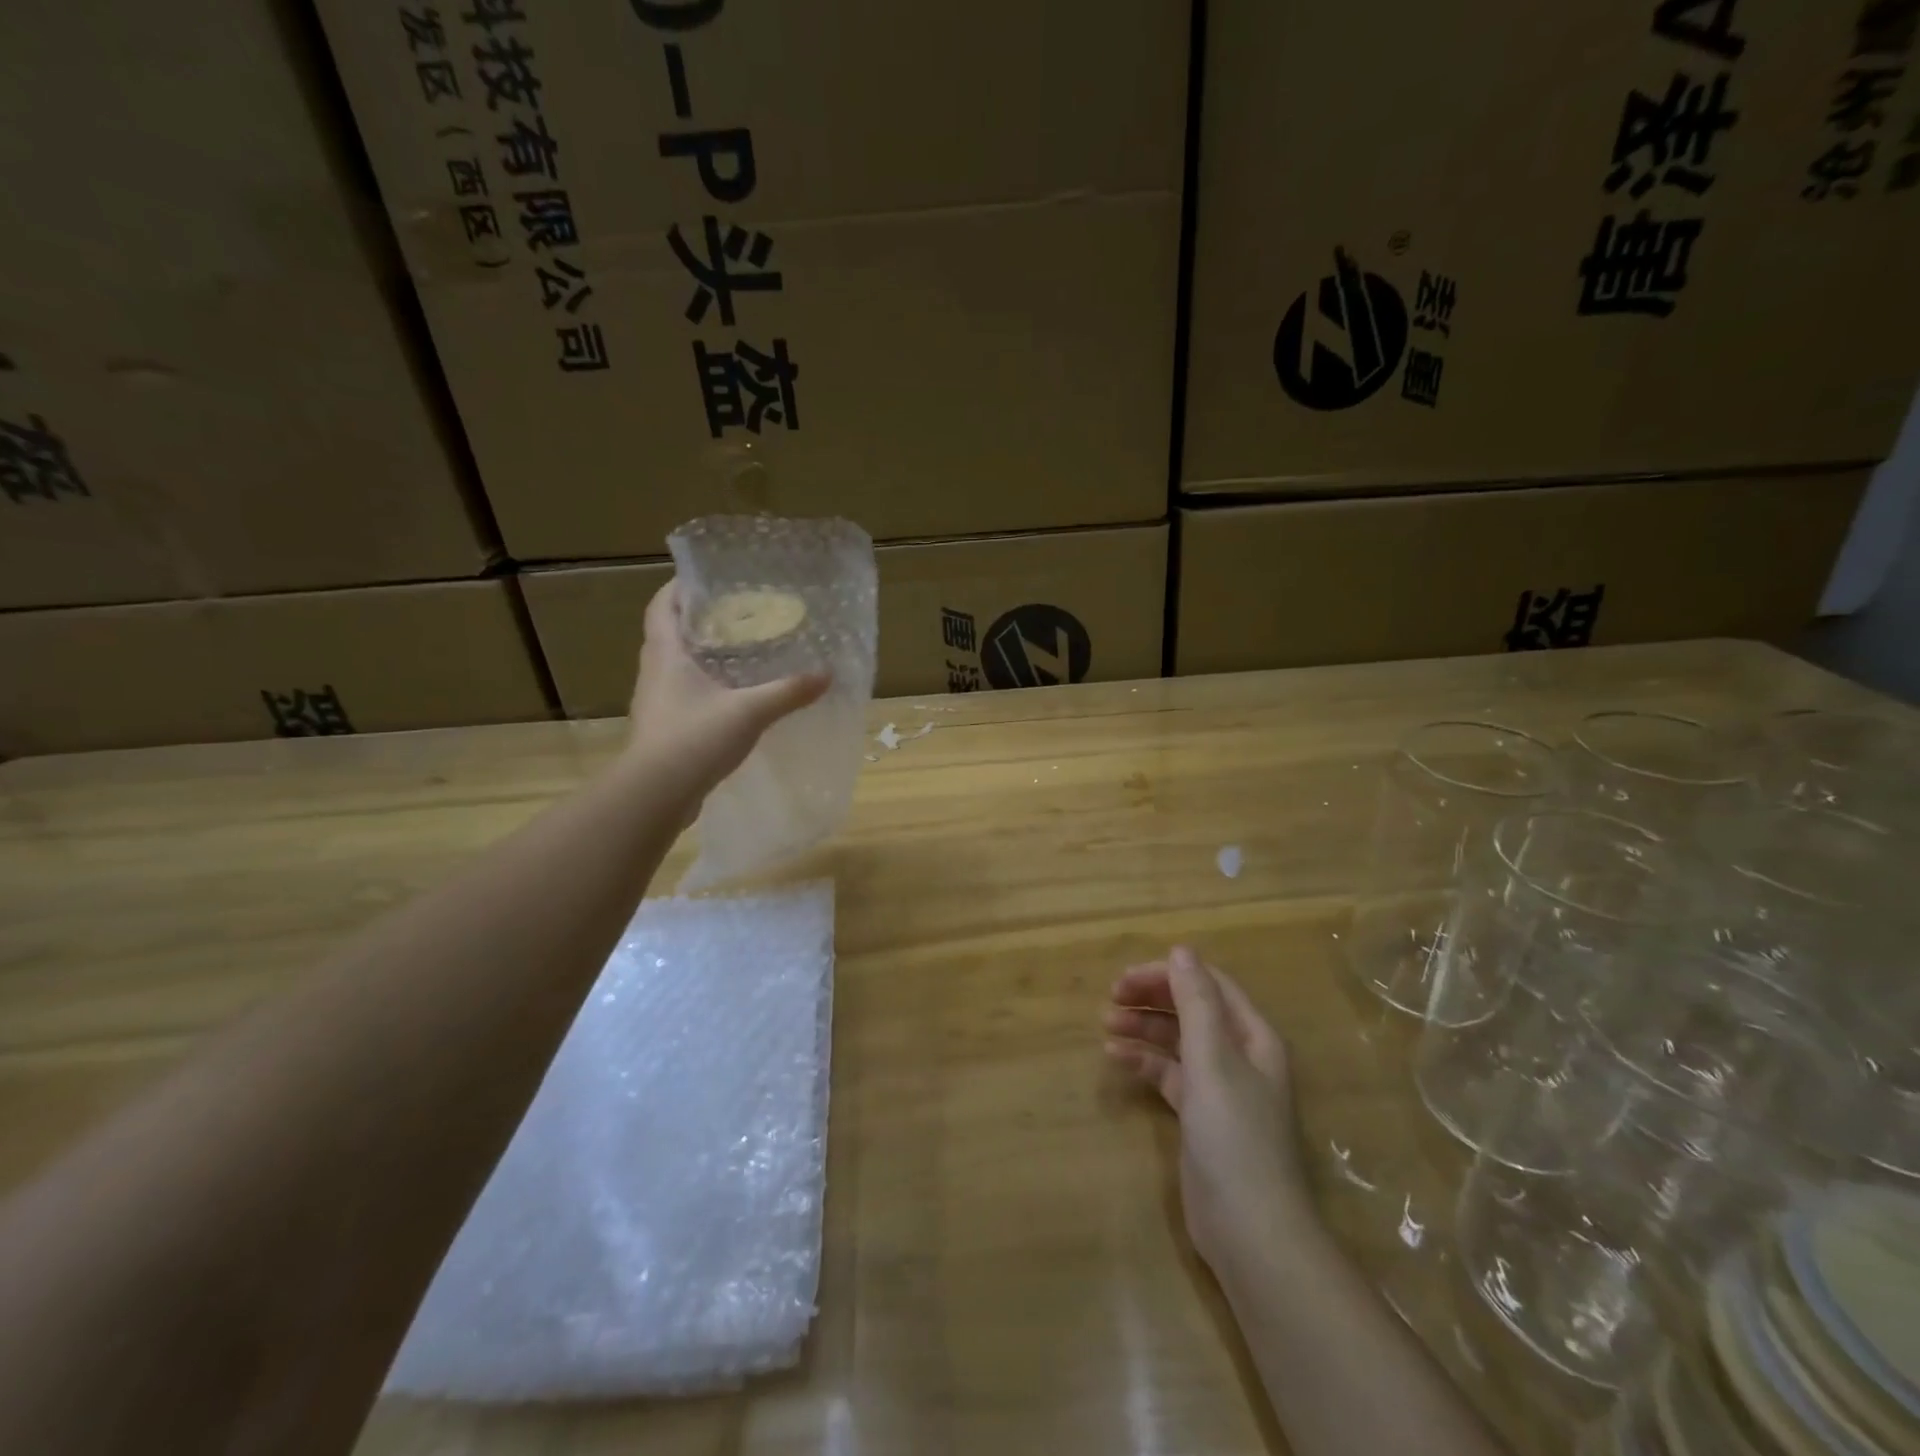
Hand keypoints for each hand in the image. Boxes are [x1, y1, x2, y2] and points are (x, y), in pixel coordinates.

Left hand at [628, 581, 829, 797]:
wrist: (656, 793)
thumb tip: (827, 674)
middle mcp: (654, 672)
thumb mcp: (750, 712)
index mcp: (666, 654)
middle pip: (668, 633)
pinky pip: (680, 695)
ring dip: (698, 655)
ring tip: (736, 653)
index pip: (663, 606)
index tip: (705, 579)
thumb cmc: (695, 737)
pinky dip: (701, 687)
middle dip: (696, 620)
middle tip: (733, 615)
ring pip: (674, 666)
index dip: (679, 588)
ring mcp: (655, 702)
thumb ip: (788, 691)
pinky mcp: (662, 728)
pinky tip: (729, 697)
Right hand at [1104, 947, 1310, 1273]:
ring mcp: (1220, 1087)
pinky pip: (1169, 1074)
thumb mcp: (1213, 1059)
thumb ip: (1196, 1002)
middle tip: (1111, 996)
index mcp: (1252, 1036)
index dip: (1169, 974)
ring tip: (1106, 1024)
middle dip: (1152, 998)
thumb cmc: (1234, 1134)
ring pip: (1177, 1041)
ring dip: (1144, 1028)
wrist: (1251, 1230)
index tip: (1127, 978)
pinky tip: (1116, 1059)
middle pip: (1192, 1010)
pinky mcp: (1201, 1116)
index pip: (1209, 985)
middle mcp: (1239, 1055)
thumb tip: (1182, 949)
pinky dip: (1145, 1062)